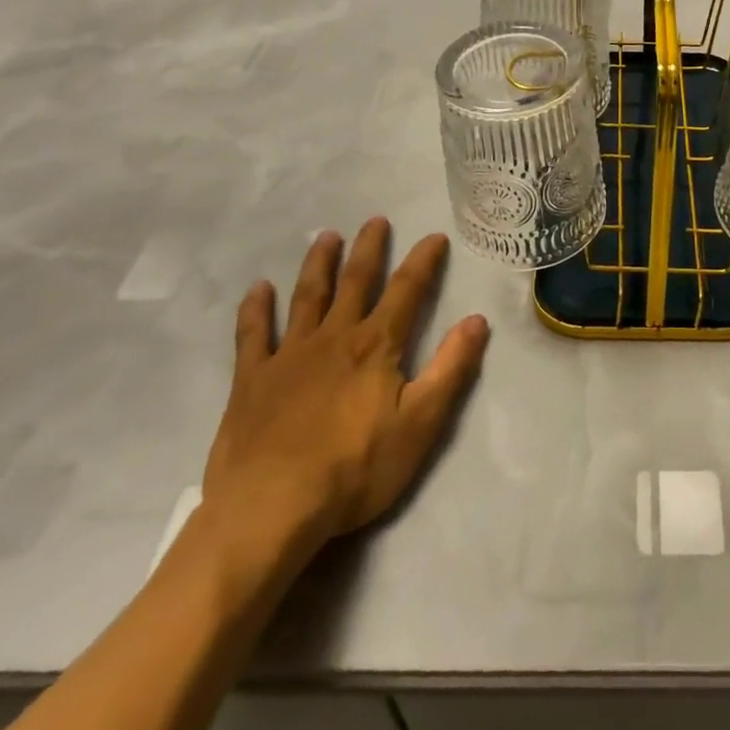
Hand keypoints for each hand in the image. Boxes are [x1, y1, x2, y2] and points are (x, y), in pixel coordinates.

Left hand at [199, 218, 489, 588]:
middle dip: (368, 248)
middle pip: (355, 281)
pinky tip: (258, 289)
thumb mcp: (420, 424)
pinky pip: (253, 334)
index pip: (407, 290)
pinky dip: (256, 309)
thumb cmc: (354, 469)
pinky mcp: (252, 379)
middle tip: (375, 220)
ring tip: (326, 236)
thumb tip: (477, 320)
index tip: (434, 236)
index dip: (423, 261)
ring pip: (307, 296)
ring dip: (319, 264)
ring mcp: (290, 355)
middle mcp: (334, 336)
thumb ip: (451, 368)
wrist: (269, 509)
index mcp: (376, 345)